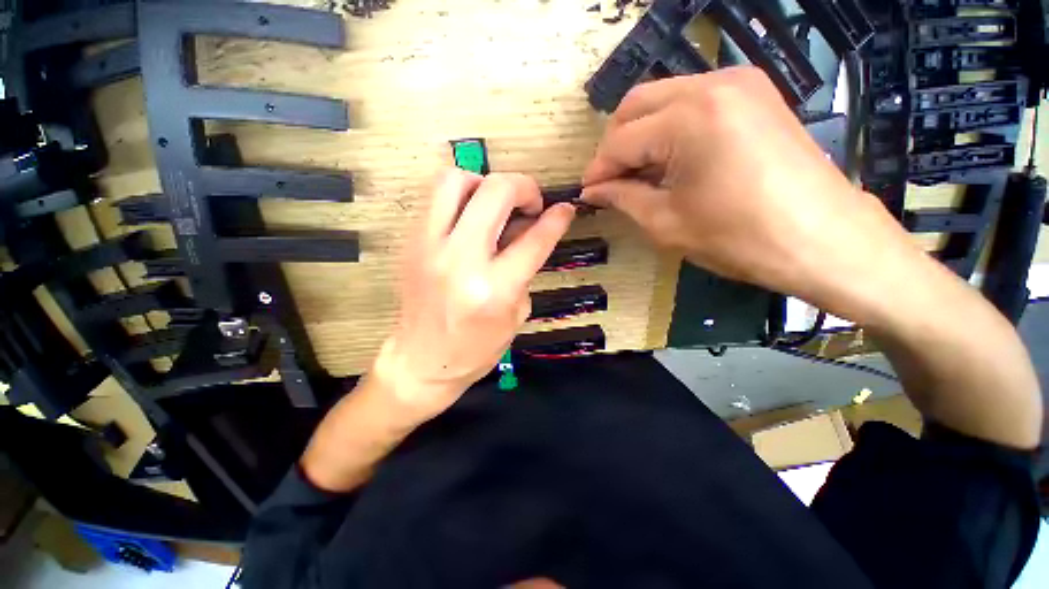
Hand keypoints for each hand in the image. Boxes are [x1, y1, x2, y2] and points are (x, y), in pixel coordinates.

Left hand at [374, 169, 574, 422]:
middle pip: (495, 192)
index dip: (556, 219)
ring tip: (495, 204)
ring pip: (455, 179)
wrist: (420, 361)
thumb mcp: (516, 315)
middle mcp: (461, 261)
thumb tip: (528, 230)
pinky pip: (435, 197)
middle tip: (530, 203)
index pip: (534, 239)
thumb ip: (525, 269)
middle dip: (524, 186)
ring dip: (484, 183)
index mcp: (494, 289)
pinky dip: (461, 196)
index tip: (565, 209)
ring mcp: (429, 246)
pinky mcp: (411, 242)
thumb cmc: (475, 349)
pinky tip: (471, 216)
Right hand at [581, 66, 907, 301]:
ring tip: (638, 175)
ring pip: (662, 99)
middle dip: (615, 146)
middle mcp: (712, 85)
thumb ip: (622, 198)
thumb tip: (593, 191)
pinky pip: (691, 102)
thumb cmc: (740, 238)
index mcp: (689, 119)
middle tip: (610, 182)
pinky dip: (669, 129)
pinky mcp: (754, 94)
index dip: (598, 170)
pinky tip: (669, 161)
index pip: (620, 141)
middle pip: (636, 105)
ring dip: (640, 136)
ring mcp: (739, 83)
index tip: (587, 194)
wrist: (825, 240)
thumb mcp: (666, 223)